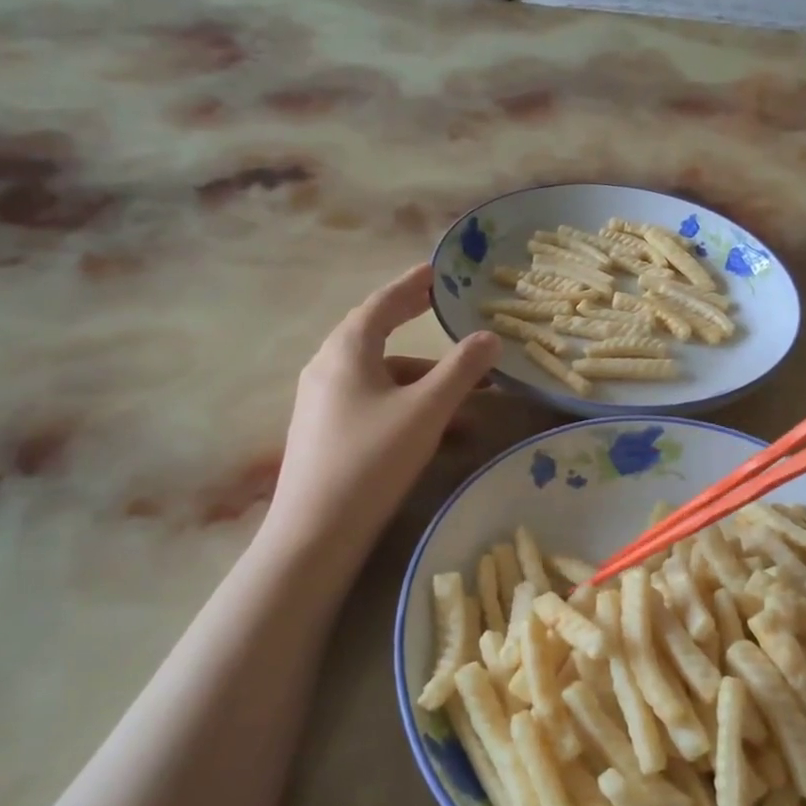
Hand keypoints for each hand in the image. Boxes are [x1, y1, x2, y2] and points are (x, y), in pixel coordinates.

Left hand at [270, 265, 500, 550]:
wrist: (315, 532)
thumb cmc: (371, 459)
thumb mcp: (425, 410)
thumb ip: (461, 370)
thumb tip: (490, 337)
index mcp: (346, 351)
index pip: (383, 303)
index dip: (412, 285)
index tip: (437, 272)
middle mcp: (328, 369)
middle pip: (380, 338)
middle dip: (419, 332)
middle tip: (448, 316)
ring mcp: (323, 404)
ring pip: (382, 380)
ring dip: (425, 384)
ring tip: (470, 400)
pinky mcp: (326, 435)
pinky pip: (374, 406)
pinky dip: (408, 409)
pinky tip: (441, 435)